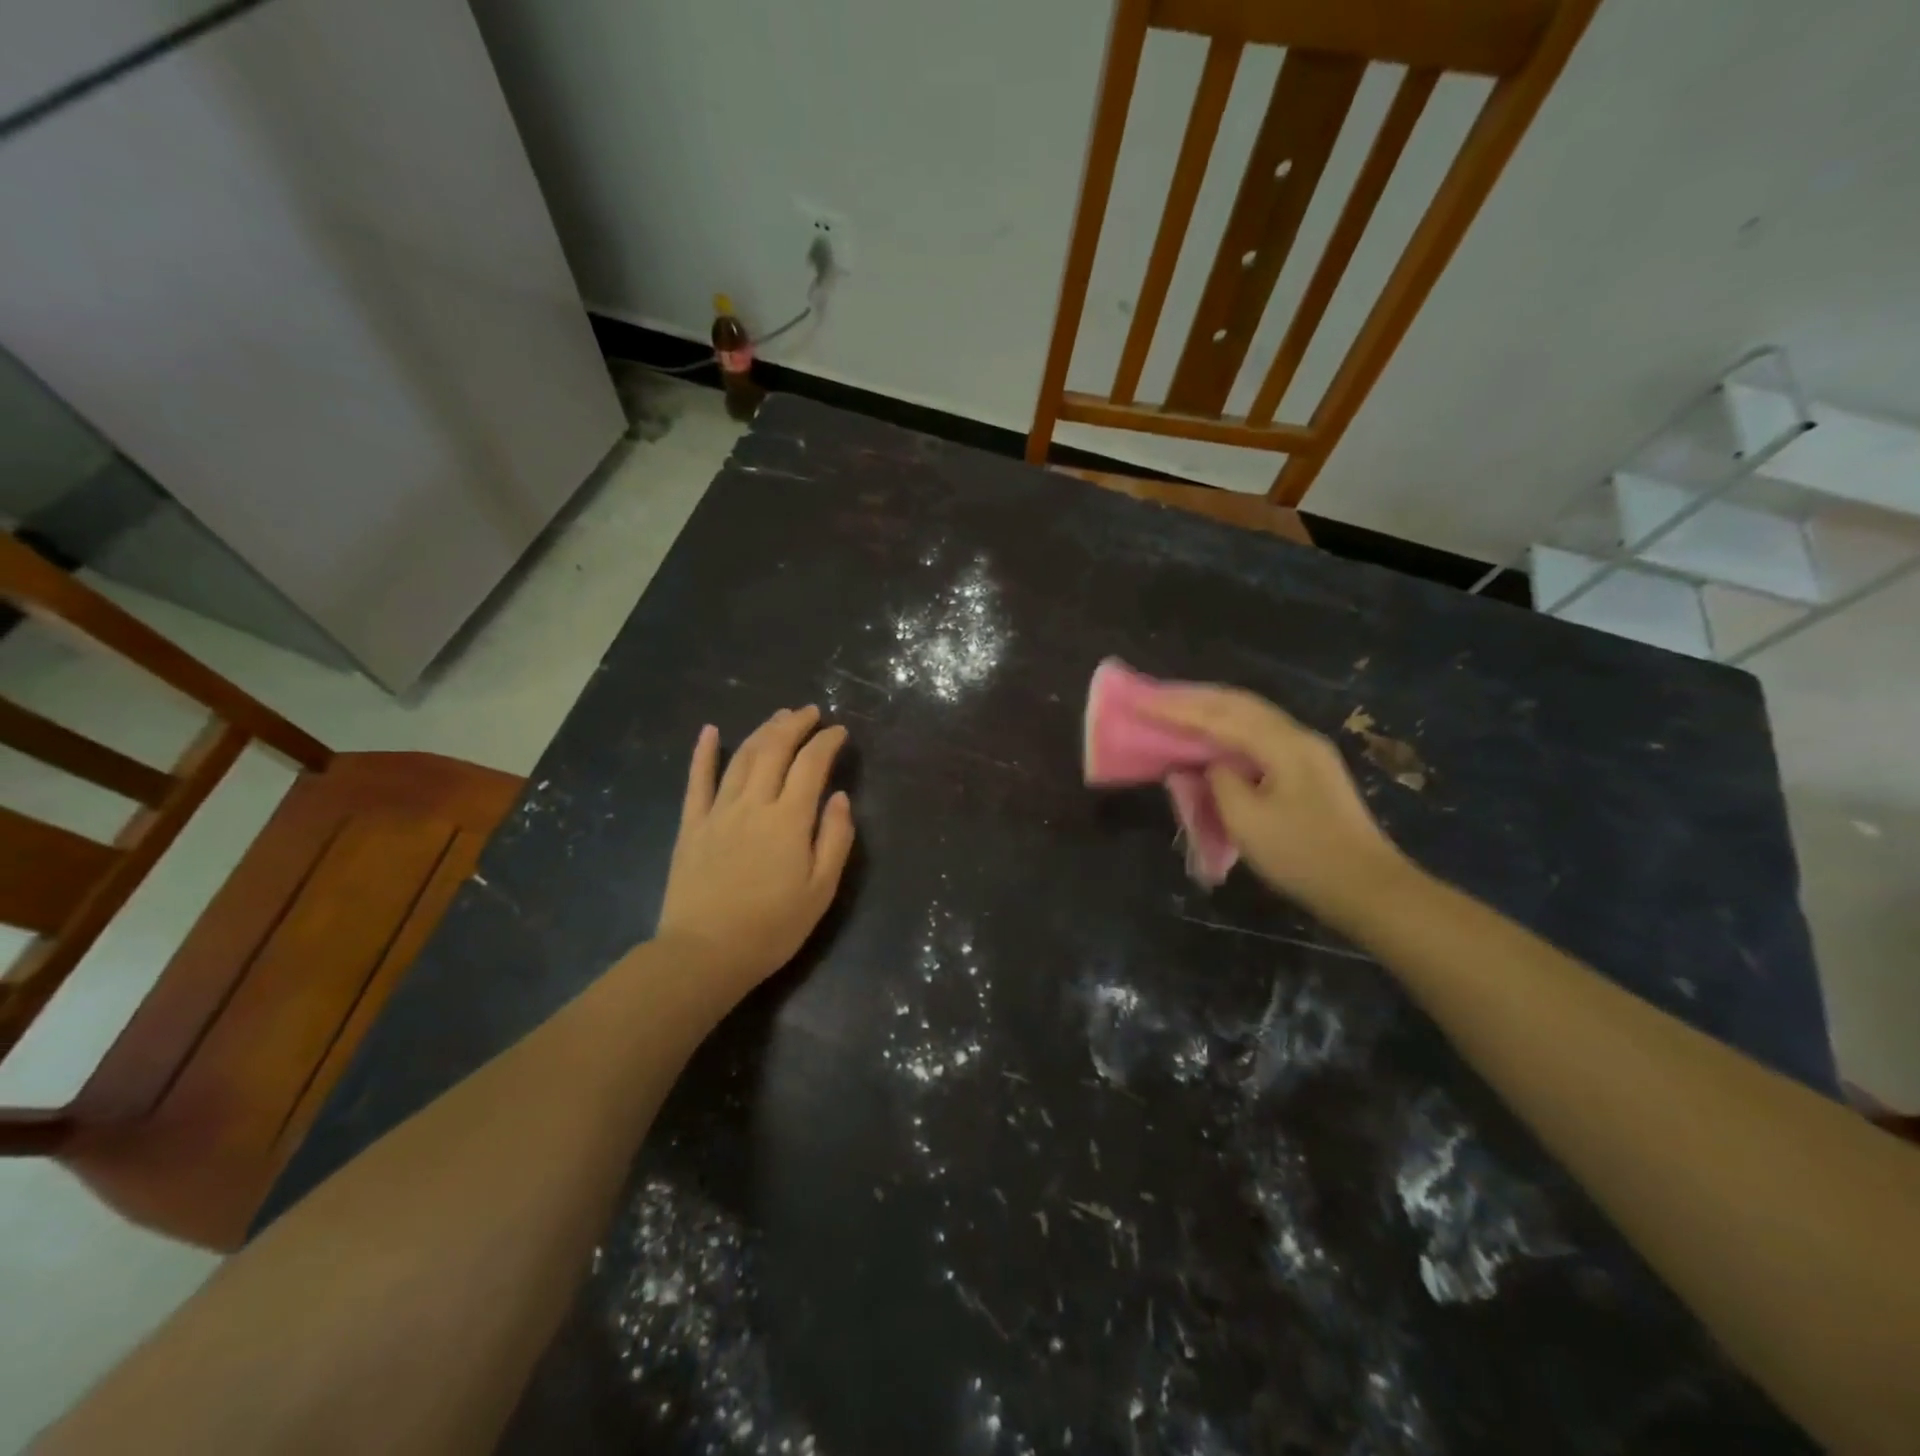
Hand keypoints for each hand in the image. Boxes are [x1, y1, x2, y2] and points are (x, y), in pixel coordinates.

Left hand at [655, 706, 854, 989]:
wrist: (705, 954)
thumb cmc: (772, 927)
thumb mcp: (820, 891)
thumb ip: (835, 839)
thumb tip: (839, 797)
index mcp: (788, 820)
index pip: (811, 765)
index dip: (827, 742)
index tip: (839, 732)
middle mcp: (753, 804)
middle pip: (775, 750)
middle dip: (795, 725)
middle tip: (810, 712)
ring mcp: (718, 811)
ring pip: (742, 758)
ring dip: (763, 731)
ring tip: (779, 716)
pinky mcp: (691, 825)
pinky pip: (697, 781)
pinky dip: (704, 753)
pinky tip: (710, 731)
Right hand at [1149, 687, 1406, 917]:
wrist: (1368, 888)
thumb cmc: (1303, 855)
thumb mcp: (1247, 821)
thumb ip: (1218, 782)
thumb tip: (1207, 765)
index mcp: (1283, 744)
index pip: (1219, 716)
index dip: (1176, 709)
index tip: (1141, 702)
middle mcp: (1297, 737)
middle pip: (1239, 704)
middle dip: (1194, 699)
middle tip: (1154, 697)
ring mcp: (1308, 753)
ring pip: (1251, 717)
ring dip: (1212, 710)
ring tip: (1177, 709)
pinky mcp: (1309, 772)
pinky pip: (1260, 736)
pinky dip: (1229, 729)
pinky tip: (1213, 736)